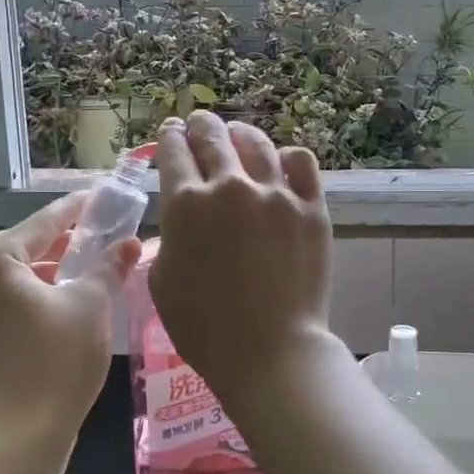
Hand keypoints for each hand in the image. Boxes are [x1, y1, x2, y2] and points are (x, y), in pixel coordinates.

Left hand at [0, 192, 138, 447]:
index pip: (45, 220)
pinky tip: (70, 298)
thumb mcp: (92, 304)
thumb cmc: (56, 360)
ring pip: (19, 273)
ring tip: (92, 263)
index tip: (104, 196)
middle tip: (102, 229)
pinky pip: (12, 297)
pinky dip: (41, 291)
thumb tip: (130, 242)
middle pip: (27, 244)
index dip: (79, 208)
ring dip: (54, 265)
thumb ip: (110, 266)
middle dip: (65, 237)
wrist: (19, 437)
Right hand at [148, 112, 335, 403]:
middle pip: (212, 135)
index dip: (169, 137)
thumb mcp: (162, 280)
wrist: (269, 349)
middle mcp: (230, 186)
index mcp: (186, 203)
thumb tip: (184, 217)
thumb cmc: (204, 327)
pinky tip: (282, 164)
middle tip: (199, 124)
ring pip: (257, 143)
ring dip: (241, 135)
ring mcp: (276, 194)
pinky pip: (301, 162)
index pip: (173, 151)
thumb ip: (171, 237)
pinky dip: (288, 158)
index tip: (171, 133)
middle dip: (200, 125)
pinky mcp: (311, 207)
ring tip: (238, 136)